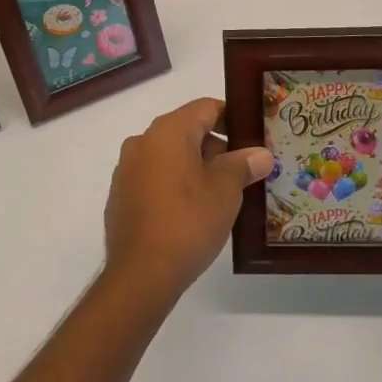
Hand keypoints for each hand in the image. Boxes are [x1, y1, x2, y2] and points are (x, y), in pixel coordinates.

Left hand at [104, 98, 272, 301]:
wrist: (140, 273)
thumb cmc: (188, 221)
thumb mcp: (225, 191)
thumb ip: (242, 165)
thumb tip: (260, 154)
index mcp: (168, 131)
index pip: (205, 108)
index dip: (232, 118)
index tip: (253, 137)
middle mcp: (142, 141)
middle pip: (187, 131)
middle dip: (216, 148)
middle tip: (244, 172)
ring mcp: (127, 169)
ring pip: (169, 156)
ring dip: (195, 168)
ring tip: (221, 195)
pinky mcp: (120, 195)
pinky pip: (154, 178)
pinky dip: (174, 185)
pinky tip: (191, 213)